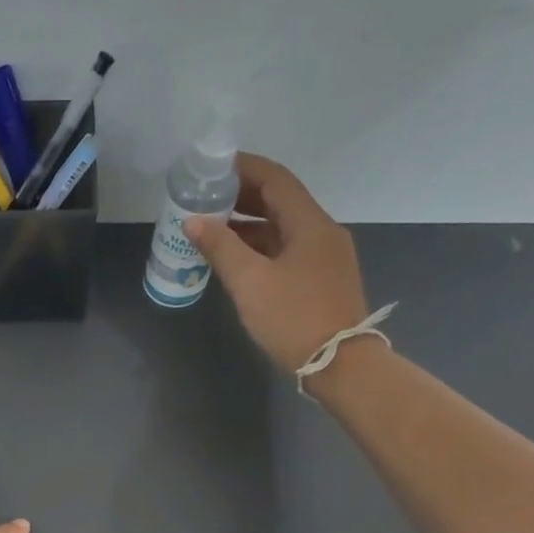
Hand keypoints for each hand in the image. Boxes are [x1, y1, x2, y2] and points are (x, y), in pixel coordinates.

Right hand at [183, 154, 370, 373]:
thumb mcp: (249, 282)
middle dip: (241, 195)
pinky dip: (259, 245)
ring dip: (247, 222)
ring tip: (210, 226)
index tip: (211, 167)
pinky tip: (233, 256)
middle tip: (204, 197)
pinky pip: (286, 248)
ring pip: (281, 226)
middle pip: (279, 200)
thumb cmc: (293, 318)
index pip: (275, 179)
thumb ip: (220, 247)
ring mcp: (324, 256)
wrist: (340, 365)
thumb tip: (193, 220)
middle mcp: (322, 232)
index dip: (243, 168)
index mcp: (310, 224)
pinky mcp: (320, 278)